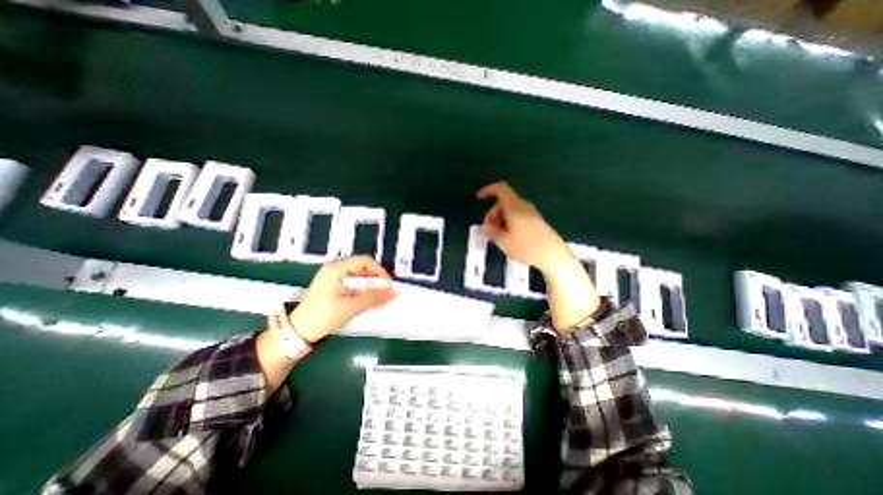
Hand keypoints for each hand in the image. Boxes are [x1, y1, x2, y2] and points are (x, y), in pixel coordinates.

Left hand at [290, 257, 396, 342]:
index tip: (388, 283)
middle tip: (385, 291)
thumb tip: (392, 293)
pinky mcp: (332, 286)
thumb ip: (373, 298)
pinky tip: (366, 299)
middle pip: (361, 268)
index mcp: (336, 269)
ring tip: (378, 296)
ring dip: (369, 285)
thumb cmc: (322, 316)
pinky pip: (352, 283)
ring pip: (358, 276)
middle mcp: (334, 269)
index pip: (364, 261)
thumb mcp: (351, 306)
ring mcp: (332, 277)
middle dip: (375, 279)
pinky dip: (362, 289)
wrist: (297, 332)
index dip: (379, 270)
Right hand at [476, 183, 599, 332]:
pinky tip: (509, 238)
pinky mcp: (535, 221)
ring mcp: (531, 213)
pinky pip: (517, 216)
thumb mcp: (503, 241)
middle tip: (489, 230)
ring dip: (500, 220)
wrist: (553, 255)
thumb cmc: (526, 247)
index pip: (500, 189)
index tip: (479, 198)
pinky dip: (509, 223)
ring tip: (499, 237)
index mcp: (514, 207)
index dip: (488, 190)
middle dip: (493, 214)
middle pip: (503, 202)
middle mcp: (523, 206)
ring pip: (510, 210)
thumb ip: (491, 231)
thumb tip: (487, 226)